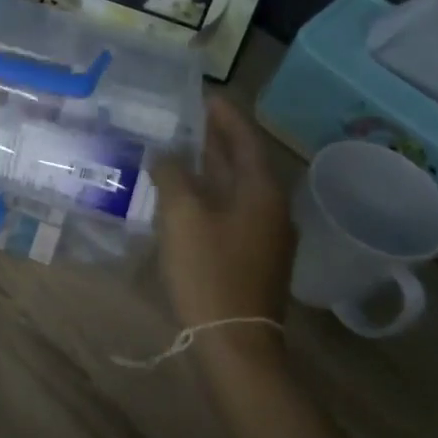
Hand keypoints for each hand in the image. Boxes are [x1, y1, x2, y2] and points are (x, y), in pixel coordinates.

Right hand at [153, 97, 296, 338]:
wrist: (236, 344)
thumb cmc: (210, 272)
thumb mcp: (182, 216)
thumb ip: (172, 175)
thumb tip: (165, 154)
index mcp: (262, 191)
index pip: (245, 138)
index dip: (223, 114)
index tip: (202, 93)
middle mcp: (272, 207)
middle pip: (244, 161)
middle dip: (216, 138)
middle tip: (185, 116)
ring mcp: (265, 235)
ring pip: (237, 187)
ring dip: (212, 166)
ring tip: (180, 148)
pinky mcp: (253, 256)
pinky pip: (232, 210)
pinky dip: (211, 193)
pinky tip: (185, 195)